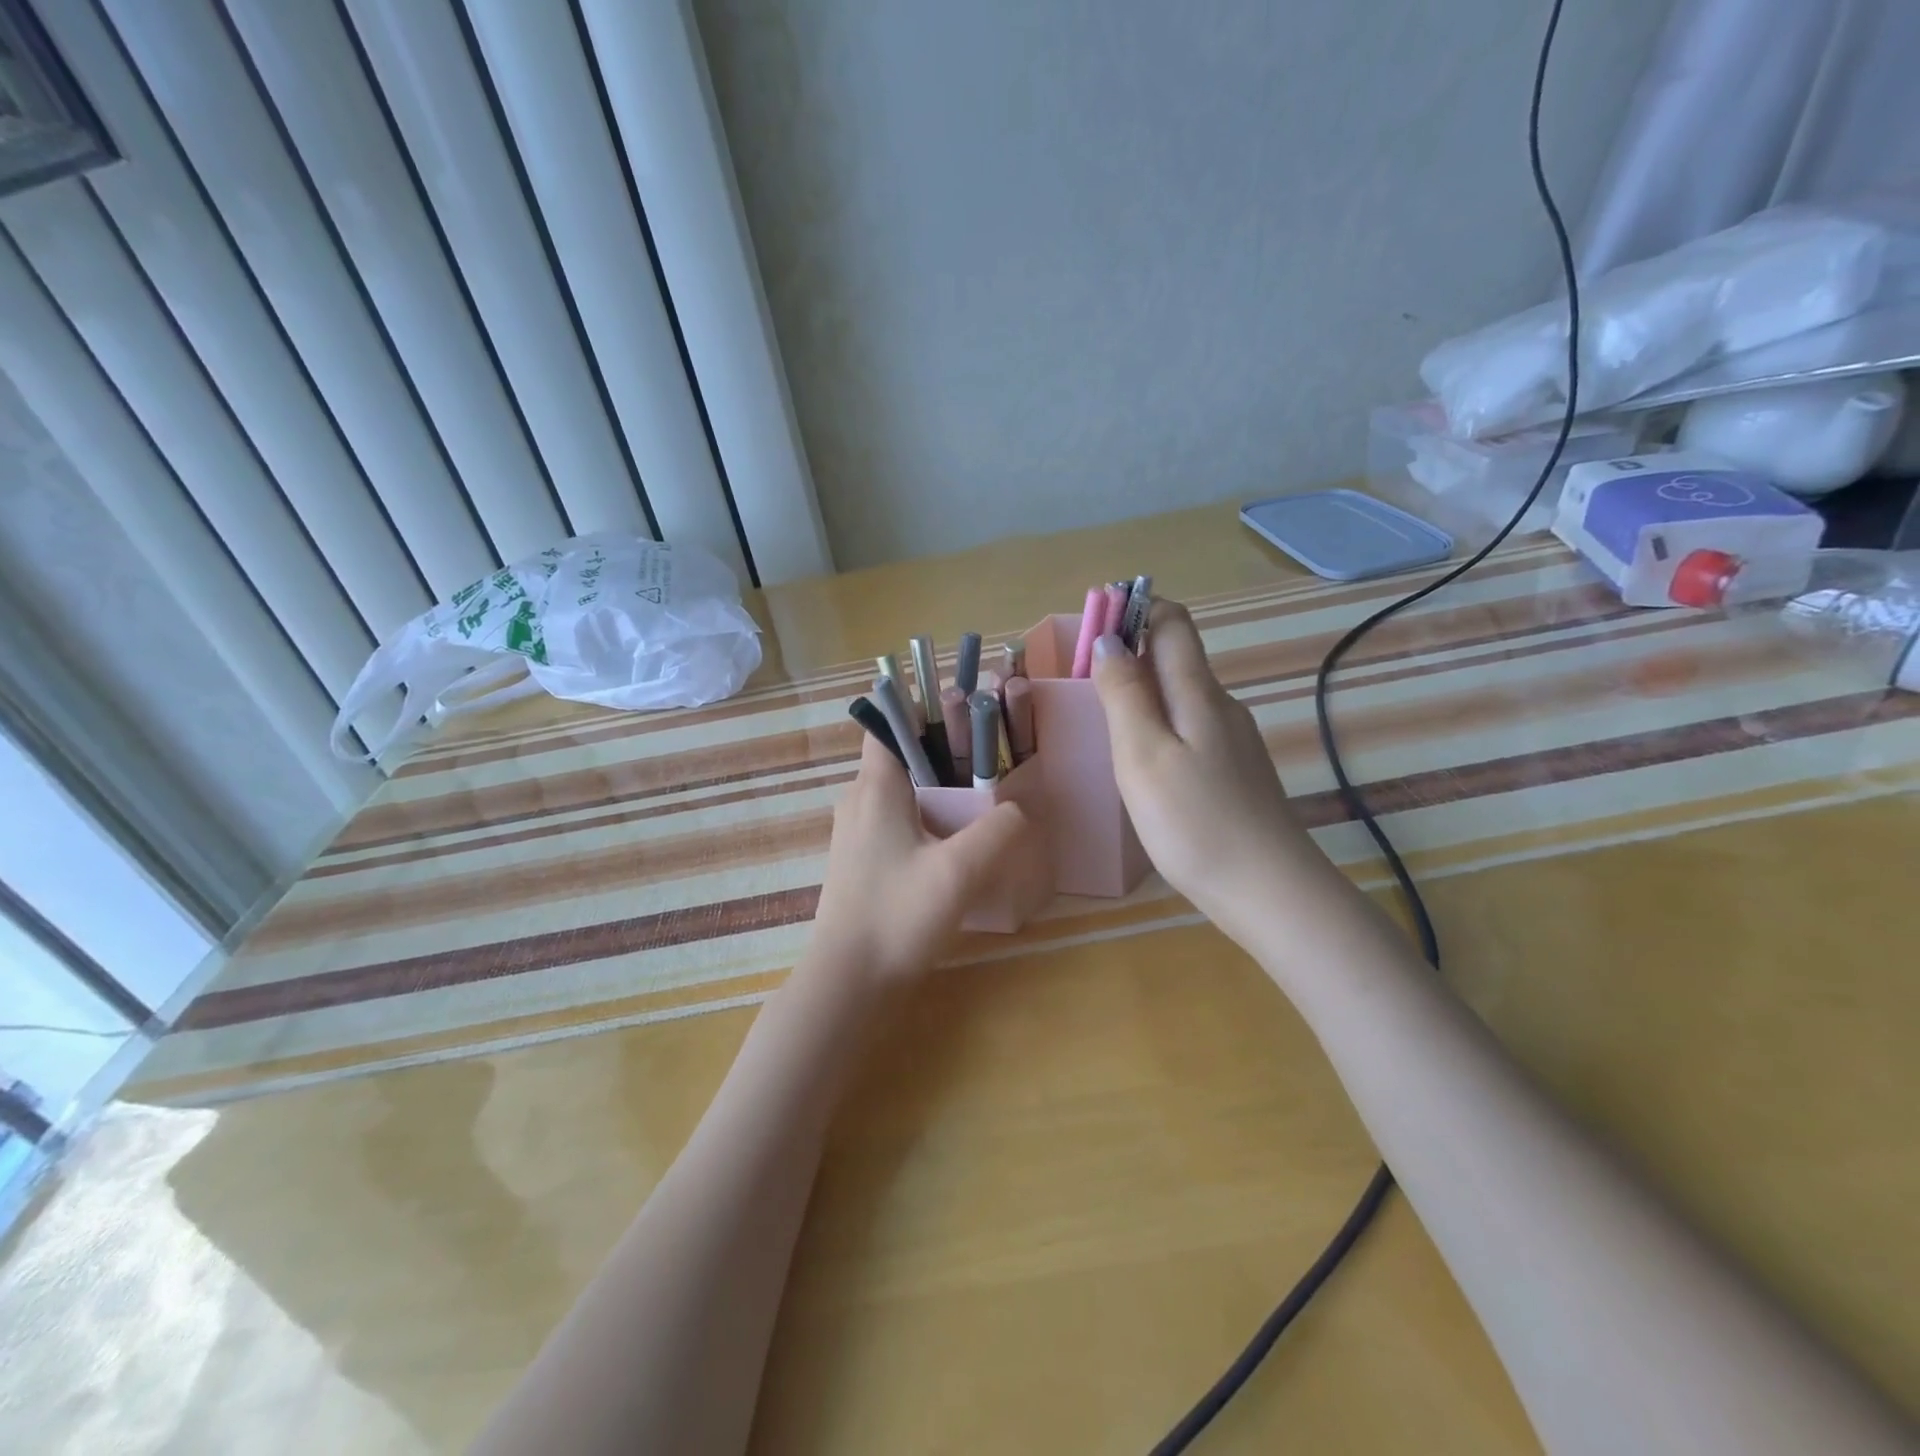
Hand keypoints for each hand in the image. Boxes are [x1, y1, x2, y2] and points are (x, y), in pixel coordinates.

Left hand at [809, 733, 1033, 986]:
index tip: (968, 711)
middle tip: (993, 760)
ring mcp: (857, 833)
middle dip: (946, 752)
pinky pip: (899, 822)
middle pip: (903, 757)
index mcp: (875, 788)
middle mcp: (859, 801)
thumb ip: (998, 831)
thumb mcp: (959, 871)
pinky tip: (959, 844)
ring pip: (903, 792)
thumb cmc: (897, 916)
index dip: (924, 709)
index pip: (889, 724)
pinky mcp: (863, 861)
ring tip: (984, 801)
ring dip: (940, 790)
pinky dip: (929, 820)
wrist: (848, 983)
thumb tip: (1019, 808)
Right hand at [1092, 601, 1325, 939]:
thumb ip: (1124, 694)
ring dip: (1142, 693)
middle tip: (1083, 683)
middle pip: (1176, 657)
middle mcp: (1221, 705)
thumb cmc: (1194, 821)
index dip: (1134, 610)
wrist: (1269, 891)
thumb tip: (1107, 639)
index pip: (1172, 622)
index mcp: (1198, 692)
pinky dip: (1159, 727)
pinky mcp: (1235, 772)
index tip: (1092, 626)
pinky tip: (1143, 764)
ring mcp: (1233, 741)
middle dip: (1130, 653)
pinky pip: (1190, 729)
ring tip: (1104, 723)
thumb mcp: (1143, 754)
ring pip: (1182, 697)